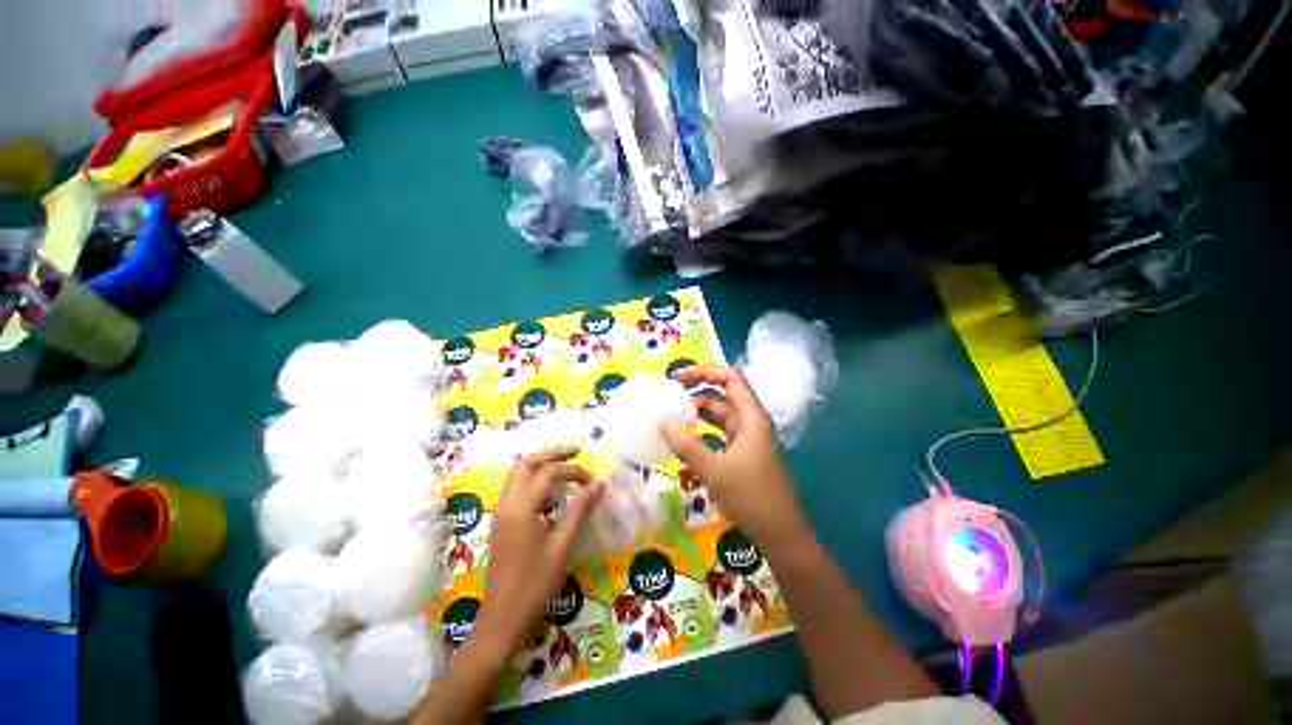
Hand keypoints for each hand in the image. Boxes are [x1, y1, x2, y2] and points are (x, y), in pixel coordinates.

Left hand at [477, 448, 603, 648]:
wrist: (503, 619)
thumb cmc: (535, 584)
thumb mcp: (562, 545)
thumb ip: (580, 510)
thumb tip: (599, 483)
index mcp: (521, 508)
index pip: (549, 474)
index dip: (573, 471)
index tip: (592, 481)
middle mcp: (506, 505)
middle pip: (525, 464)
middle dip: (551, 455)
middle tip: (575, 454)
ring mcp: (500, 514)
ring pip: (518, 477)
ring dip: (542, 471)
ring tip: (567, 481)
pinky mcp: (501, 525)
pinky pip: (517, 493)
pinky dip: (535, 487)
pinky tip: (552, 504)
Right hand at [662, 364, 814, 557]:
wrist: (781, 534)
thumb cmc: (751, 499)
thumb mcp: (714, 471)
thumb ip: (687, 445)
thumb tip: (662, 422)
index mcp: (751, 417)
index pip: (730, 377)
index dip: (703, 371)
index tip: (676, 377)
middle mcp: (751, 421)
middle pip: (723, 393)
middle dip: (696, 391)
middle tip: (668, 397)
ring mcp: (748, 437)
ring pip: (721, 413)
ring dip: (698, 411)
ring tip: (672, 415)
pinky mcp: (744, 452)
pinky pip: (721, 431)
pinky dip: (703, 428)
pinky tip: (686, 437)